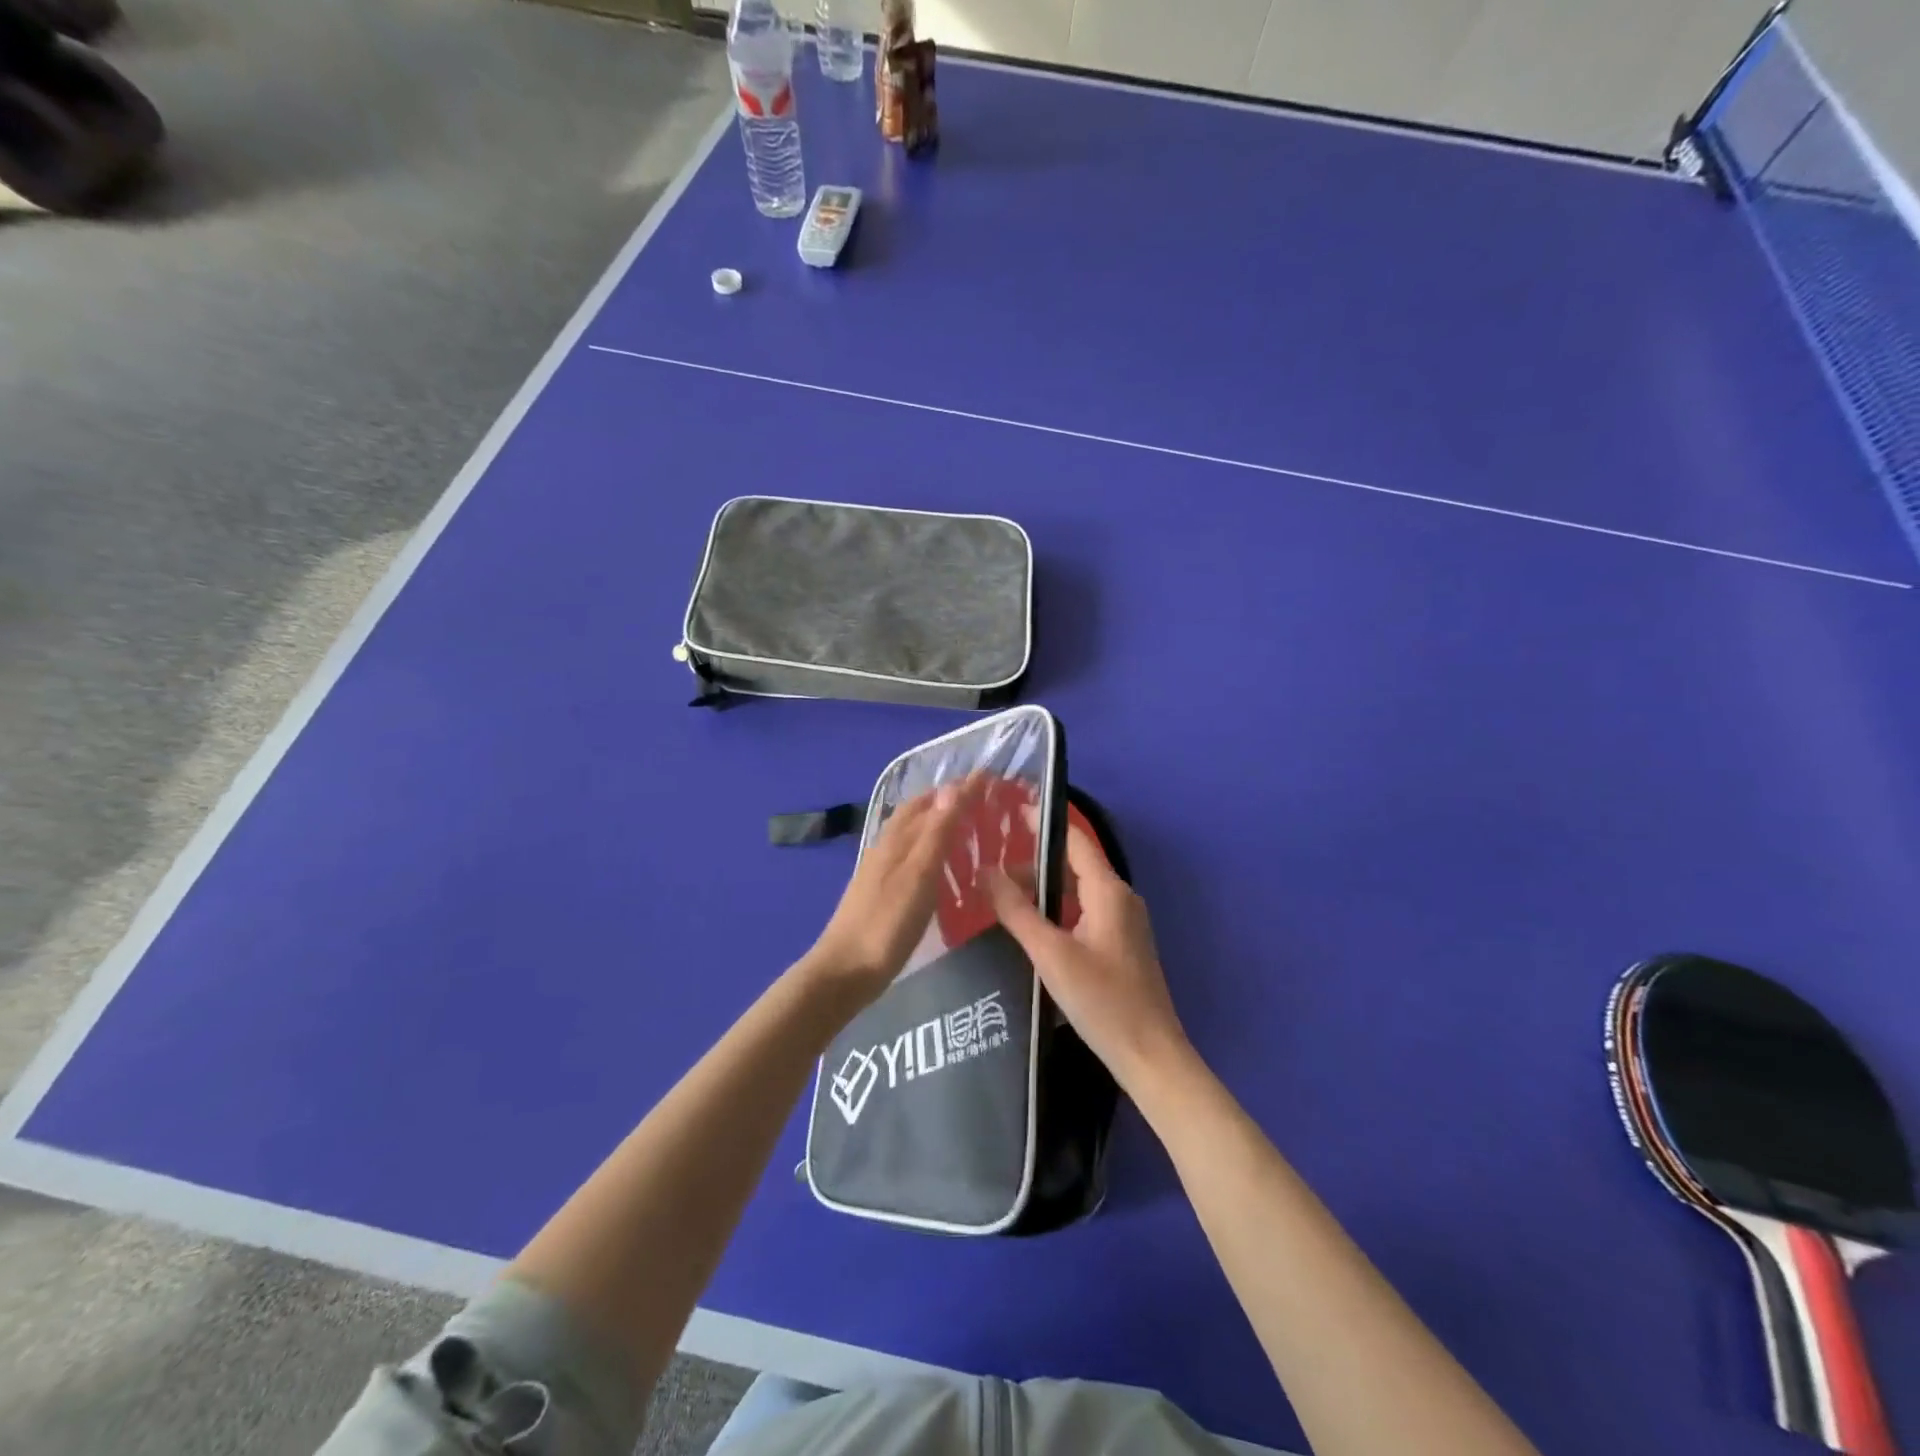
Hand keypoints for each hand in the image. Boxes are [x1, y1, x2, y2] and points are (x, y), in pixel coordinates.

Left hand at [803, 779, 977, 1000]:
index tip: (989, 776)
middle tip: (981, 798)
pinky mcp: (881, 890)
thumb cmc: (887, 923)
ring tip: (967, 825)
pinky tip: (940, 864)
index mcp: (898, 838)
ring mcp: (880, 869)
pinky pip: (910, 855)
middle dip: (948, 799)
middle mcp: (887, 846)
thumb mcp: (918, 875)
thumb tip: (953, 787)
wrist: (845, 970)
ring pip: (912, 833)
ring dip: (938, 821)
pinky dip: (929, 847)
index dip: (961, 789)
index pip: (933, 801)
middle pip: (918, 812)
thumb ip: (936, 832)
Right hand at [987, 827, 1190, 1091]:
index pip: (1074, 839)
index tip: (1008, 811)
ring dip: (1044, 888)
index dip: (1042, 823)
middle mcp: (1120, 897)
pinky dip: (1057, 909)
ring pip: (1078, 890)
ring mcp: (1124, 922)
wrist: (1150, 1055)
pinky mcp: (1121, 944)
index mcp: (1108, 891)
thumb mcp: (1050, 953)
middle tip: (991, 864)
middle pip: (1074, 865)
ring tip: (1002, 894)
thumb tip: (985, 872)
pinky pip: (1084, 911)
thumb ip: (1016, 911)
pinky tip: (1031, 925)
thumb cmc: (1101, 1000)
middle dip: (1034, 862)